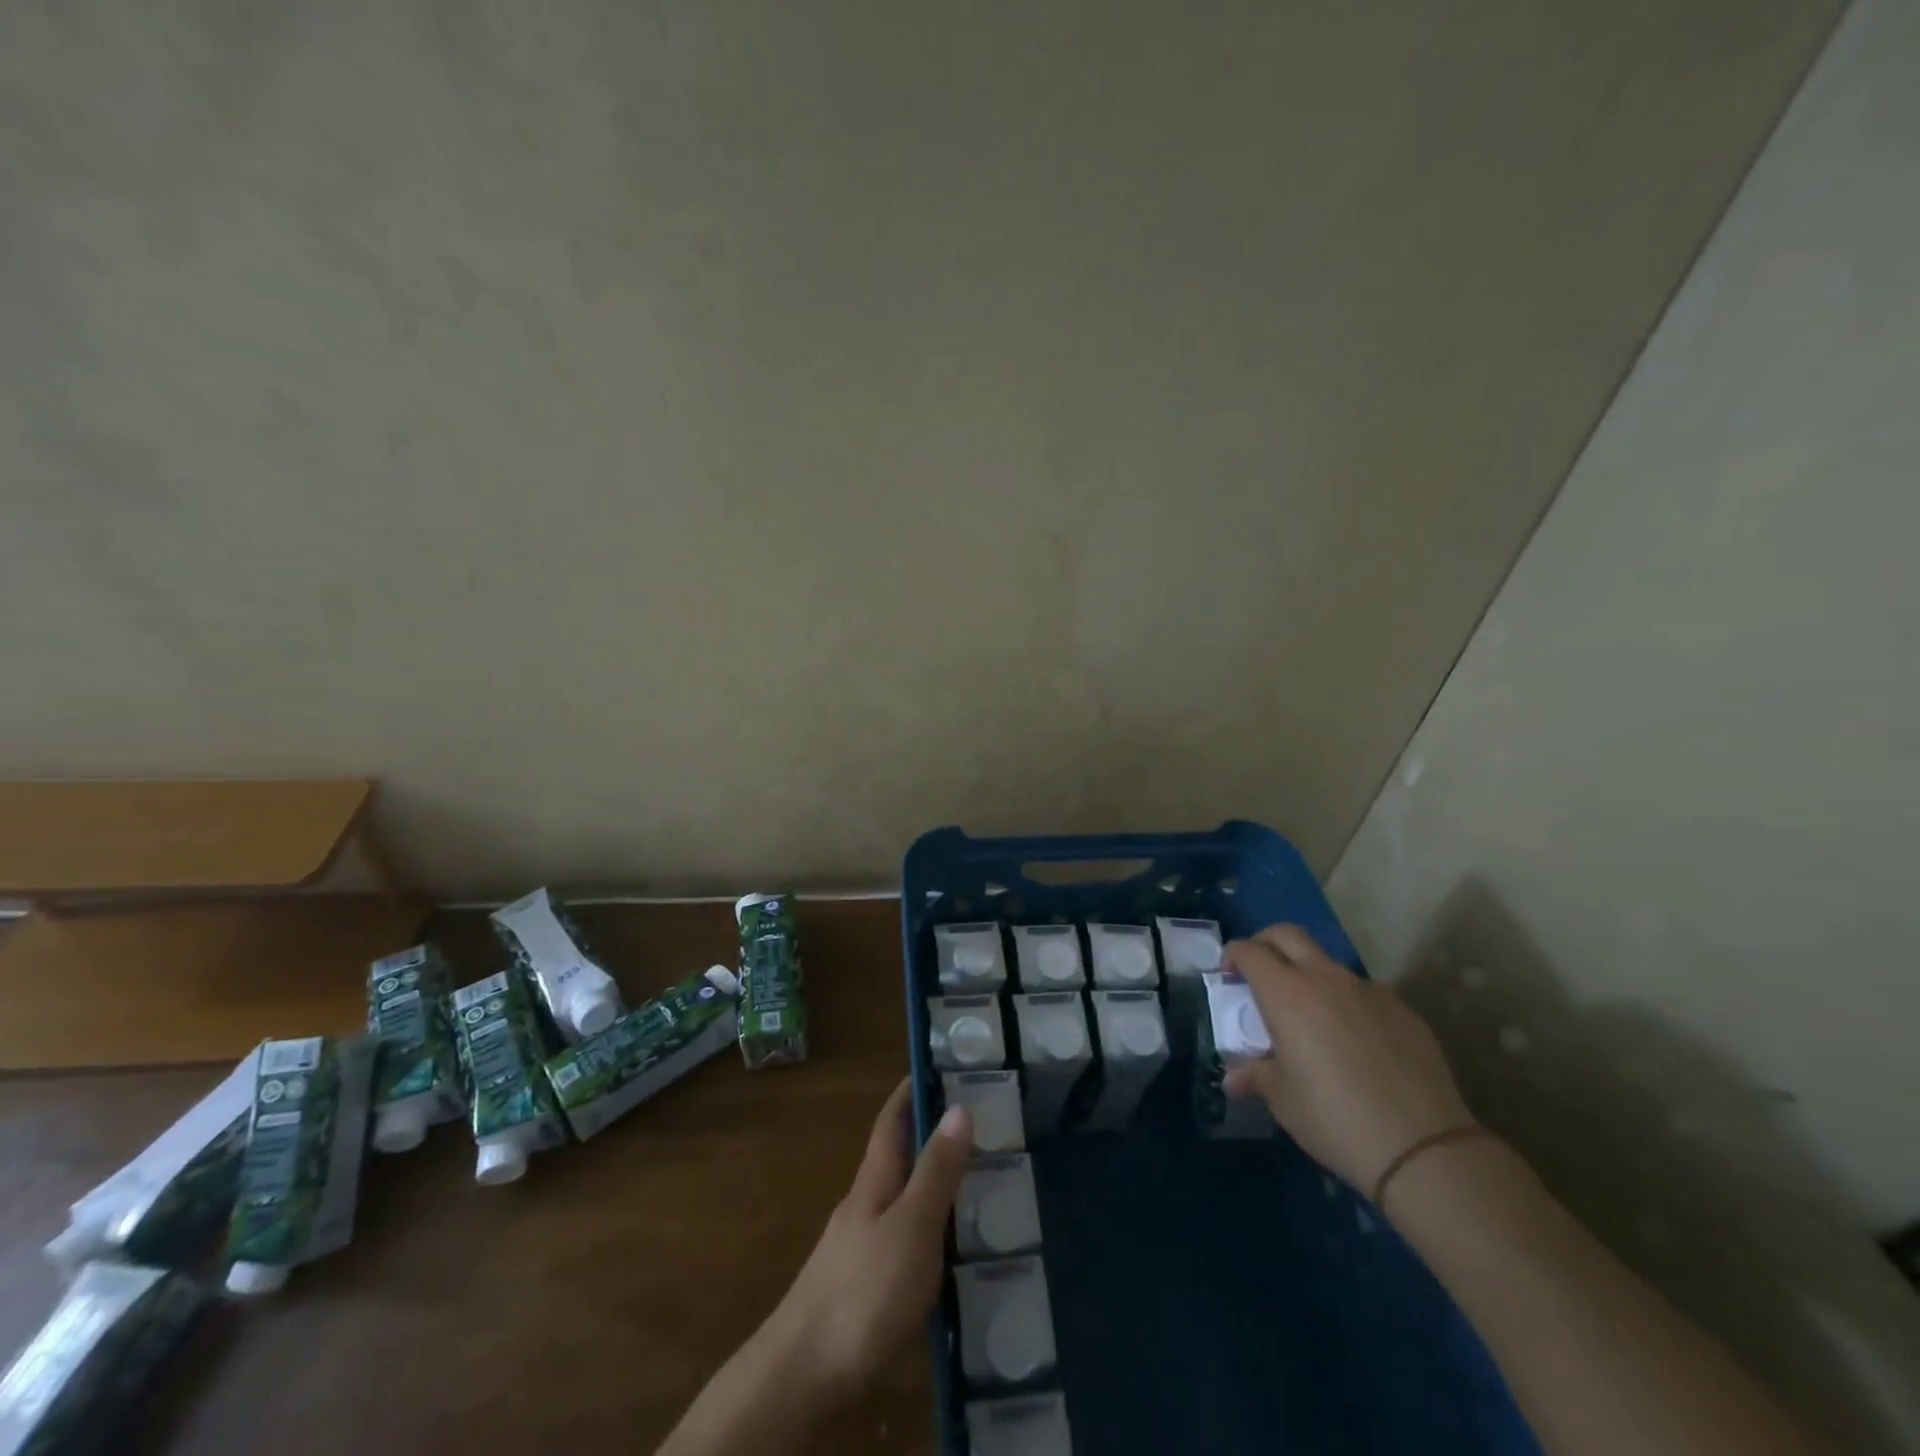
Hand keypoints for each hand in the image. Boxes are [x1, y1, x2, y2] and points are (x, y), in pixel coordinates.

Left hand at [765, 1078, 971, 1408]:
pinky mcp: (864, 1290)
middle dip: (932, 1139)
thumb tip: (959, 1106)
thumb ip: (936, 1172)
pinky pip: (904, 1243)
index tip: (939, 1067)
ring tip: (981, 1189)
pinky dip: (930, 1234)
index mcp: (874, 1181)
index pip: (891, 1120)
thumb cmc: (863, 1291)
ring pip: (903, 1203)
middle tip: (982, 1131)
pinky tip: (953, 1255)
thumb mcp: (911, 1226)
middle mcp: (864, 1206)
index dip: (910, 1091)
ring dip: (934, 1188)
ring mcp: (860, 1249)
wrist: (803, 1375)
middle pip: (898, 1159)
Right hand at [1221, 925, 1474, 1197]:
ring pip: (1328, 963)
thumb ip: (1255, 1075)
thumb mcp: (1282, 1100)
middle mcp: (1326, 979)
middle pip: (1287, 934)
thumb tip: (1234, 1078)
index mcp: (1287, 993)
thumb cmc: (1334, 1118)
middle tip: (1259, 973)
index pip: (1250, 951)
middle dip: (1266, 943)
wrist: (1423, 1147)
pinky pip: (1363, 992)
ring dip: (1309, 975)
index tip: (1228, 977)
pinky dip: (1346, 1003)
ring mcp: (1368, 990)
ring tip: (1309, 1017)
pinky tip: (1353, 1043)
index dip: (1233, 956)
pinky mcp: (1402, 1010)